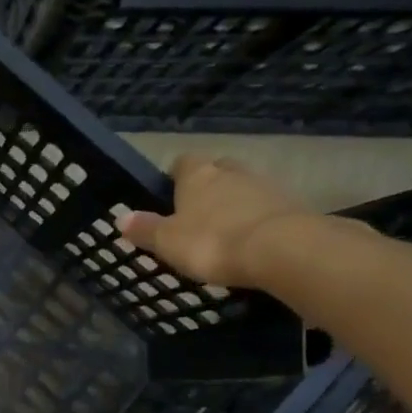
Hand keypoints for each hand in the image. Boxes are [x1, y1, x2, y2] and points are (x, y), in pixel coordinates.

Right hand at [116, 155, 317, 288]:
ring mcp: (264, 185)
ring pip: (242, 187)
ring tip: (223, 230)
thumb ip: (145, 229)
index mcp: (197, 175)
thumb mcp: (167, 241)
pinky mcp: (290, 205)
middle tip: (197, 212)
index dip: (174, 177)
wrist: (281, 249)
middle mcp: (230, 171)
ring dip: (233, 203)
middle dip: (207, 186)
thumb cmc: (212, 242)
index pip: (182, 163)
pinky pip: (265, 207)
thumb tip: (121, 217)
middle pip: (216, 171)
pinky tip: (249, 240)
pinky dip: (255, 219)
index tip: (169, 196)